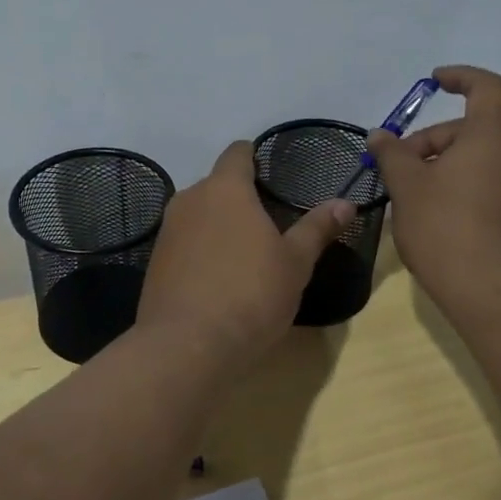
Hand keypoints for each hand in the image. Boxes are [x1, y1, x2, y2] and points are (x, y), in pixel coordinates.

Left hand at [137, 141, 352, 365]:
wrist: (187, 345)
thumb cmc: (250, 294)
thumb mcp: (295, 263)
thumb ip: (317, 228)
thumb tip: (345, 202)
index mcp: (225, 189)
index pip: (237, 153)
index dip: (254, 157)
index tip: (271, 172)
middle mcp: (190, 200)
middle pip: (216, 185)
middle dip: (239, 197)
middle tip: (269, 222)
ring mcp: (167, 231)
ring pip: (198, 215)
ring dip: (219, 225)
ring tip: (245, 253)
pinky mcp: (155, 263)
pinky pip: (184, 244)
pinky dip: (201, 251)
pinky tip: (218, 278)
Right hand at [367, 64, 500, 305]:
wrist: (488, 289)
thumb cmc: (444, 226)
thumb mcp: (407, 185)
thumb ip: (392, 154)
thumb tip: (380, 135)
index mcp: (492, 136)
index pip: (485, 87)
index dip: (459, 77)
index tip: (433, 82)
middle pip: (472, 130)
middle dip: (431, 141)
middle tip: (397, 168)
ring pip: (478, 159)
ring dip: (443, 166)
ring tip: (411, 195)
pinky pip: (488, 184)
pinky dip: (460, 186)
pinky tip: (434, 216)